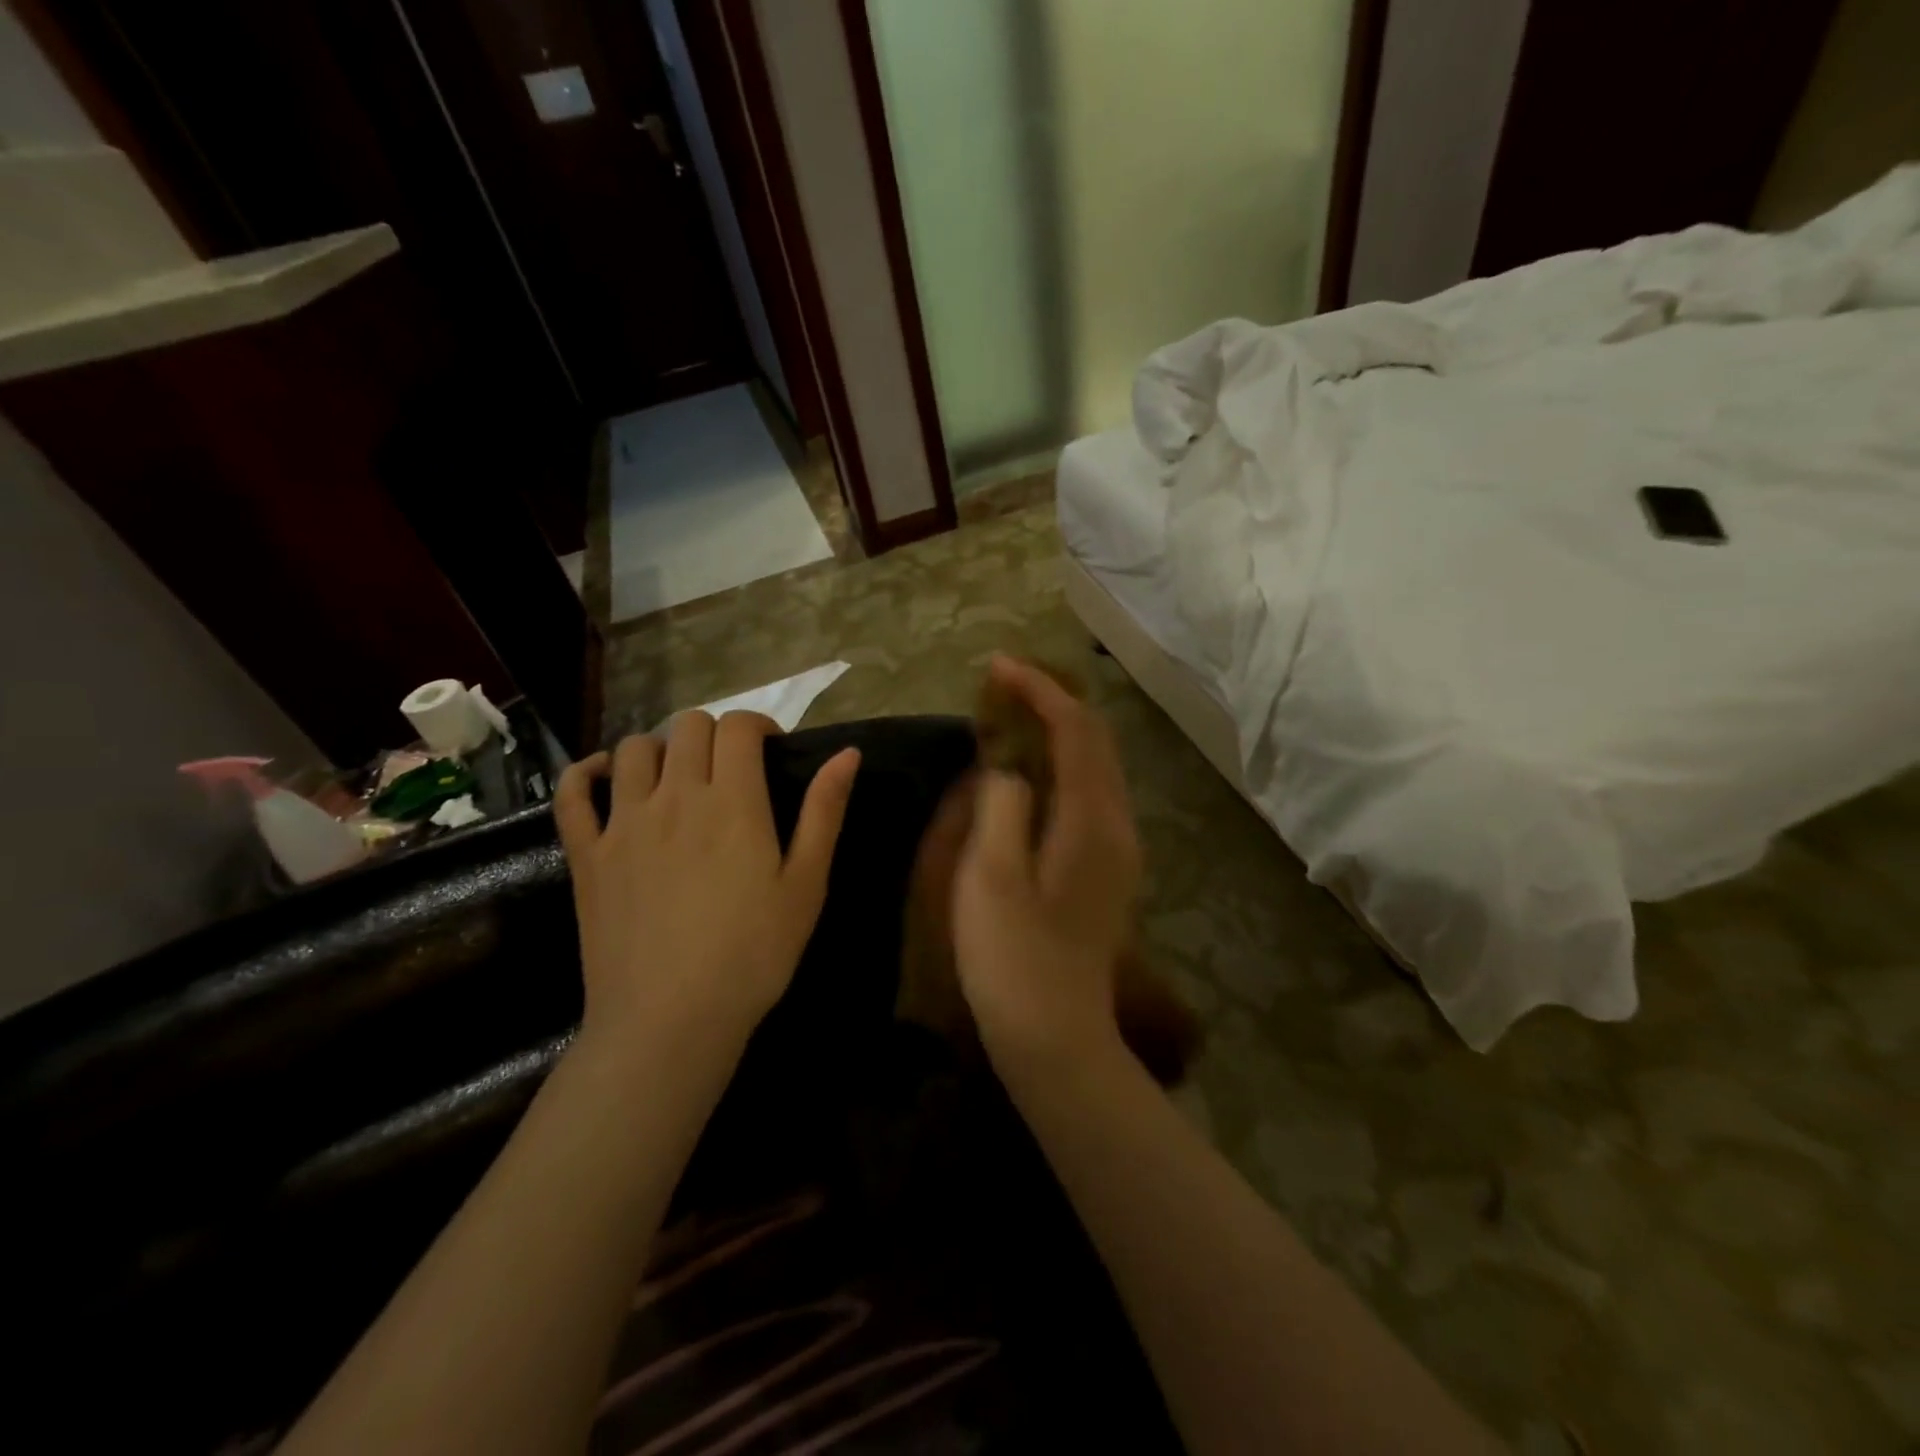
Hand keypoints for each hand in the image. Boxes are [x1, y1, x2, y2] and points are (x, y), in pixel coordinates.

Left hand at [555, 712, 858, 1058]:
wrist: (670, 1020)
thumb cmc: (753, 954)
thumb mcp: (806, 884)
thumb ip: (824, 812)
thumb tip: (848, 753)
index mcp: (732, 801)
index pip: (737, 727)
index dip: (758, 725)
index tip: (772, 752)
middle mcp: (674, 796)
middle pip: (687, 726)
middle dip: (715, 734)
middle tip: (731, 770)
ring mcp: (623, 823)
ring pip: (634, 749)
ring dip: (661, 749)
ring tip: (677, 779)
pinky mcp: (587, 854)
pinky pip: (572, 793)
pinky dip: (586, 773)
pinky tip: (605, 779)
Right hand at [952, 656, 1142, 1073]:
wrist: (1057, 1037)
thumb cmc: (1013, 960)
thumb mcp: (990, 878)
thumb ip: (1000, 806)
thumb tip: (1008, 769)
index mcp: (1091, 820)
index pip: (1075, 729)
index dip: (1038, 690)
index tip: (998, 667)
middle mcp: (1116, 825)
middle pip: (1095, 740)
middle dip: (1052, 701)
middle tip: (1003, 685)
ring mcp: (1117, 849)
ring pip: (1095, 766)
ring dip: (1058, 731)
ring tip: (1012, 718)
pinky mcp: (1106, 869)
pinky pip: (1089, 793)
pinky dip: (1061, 765)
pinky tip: (1028, 773)